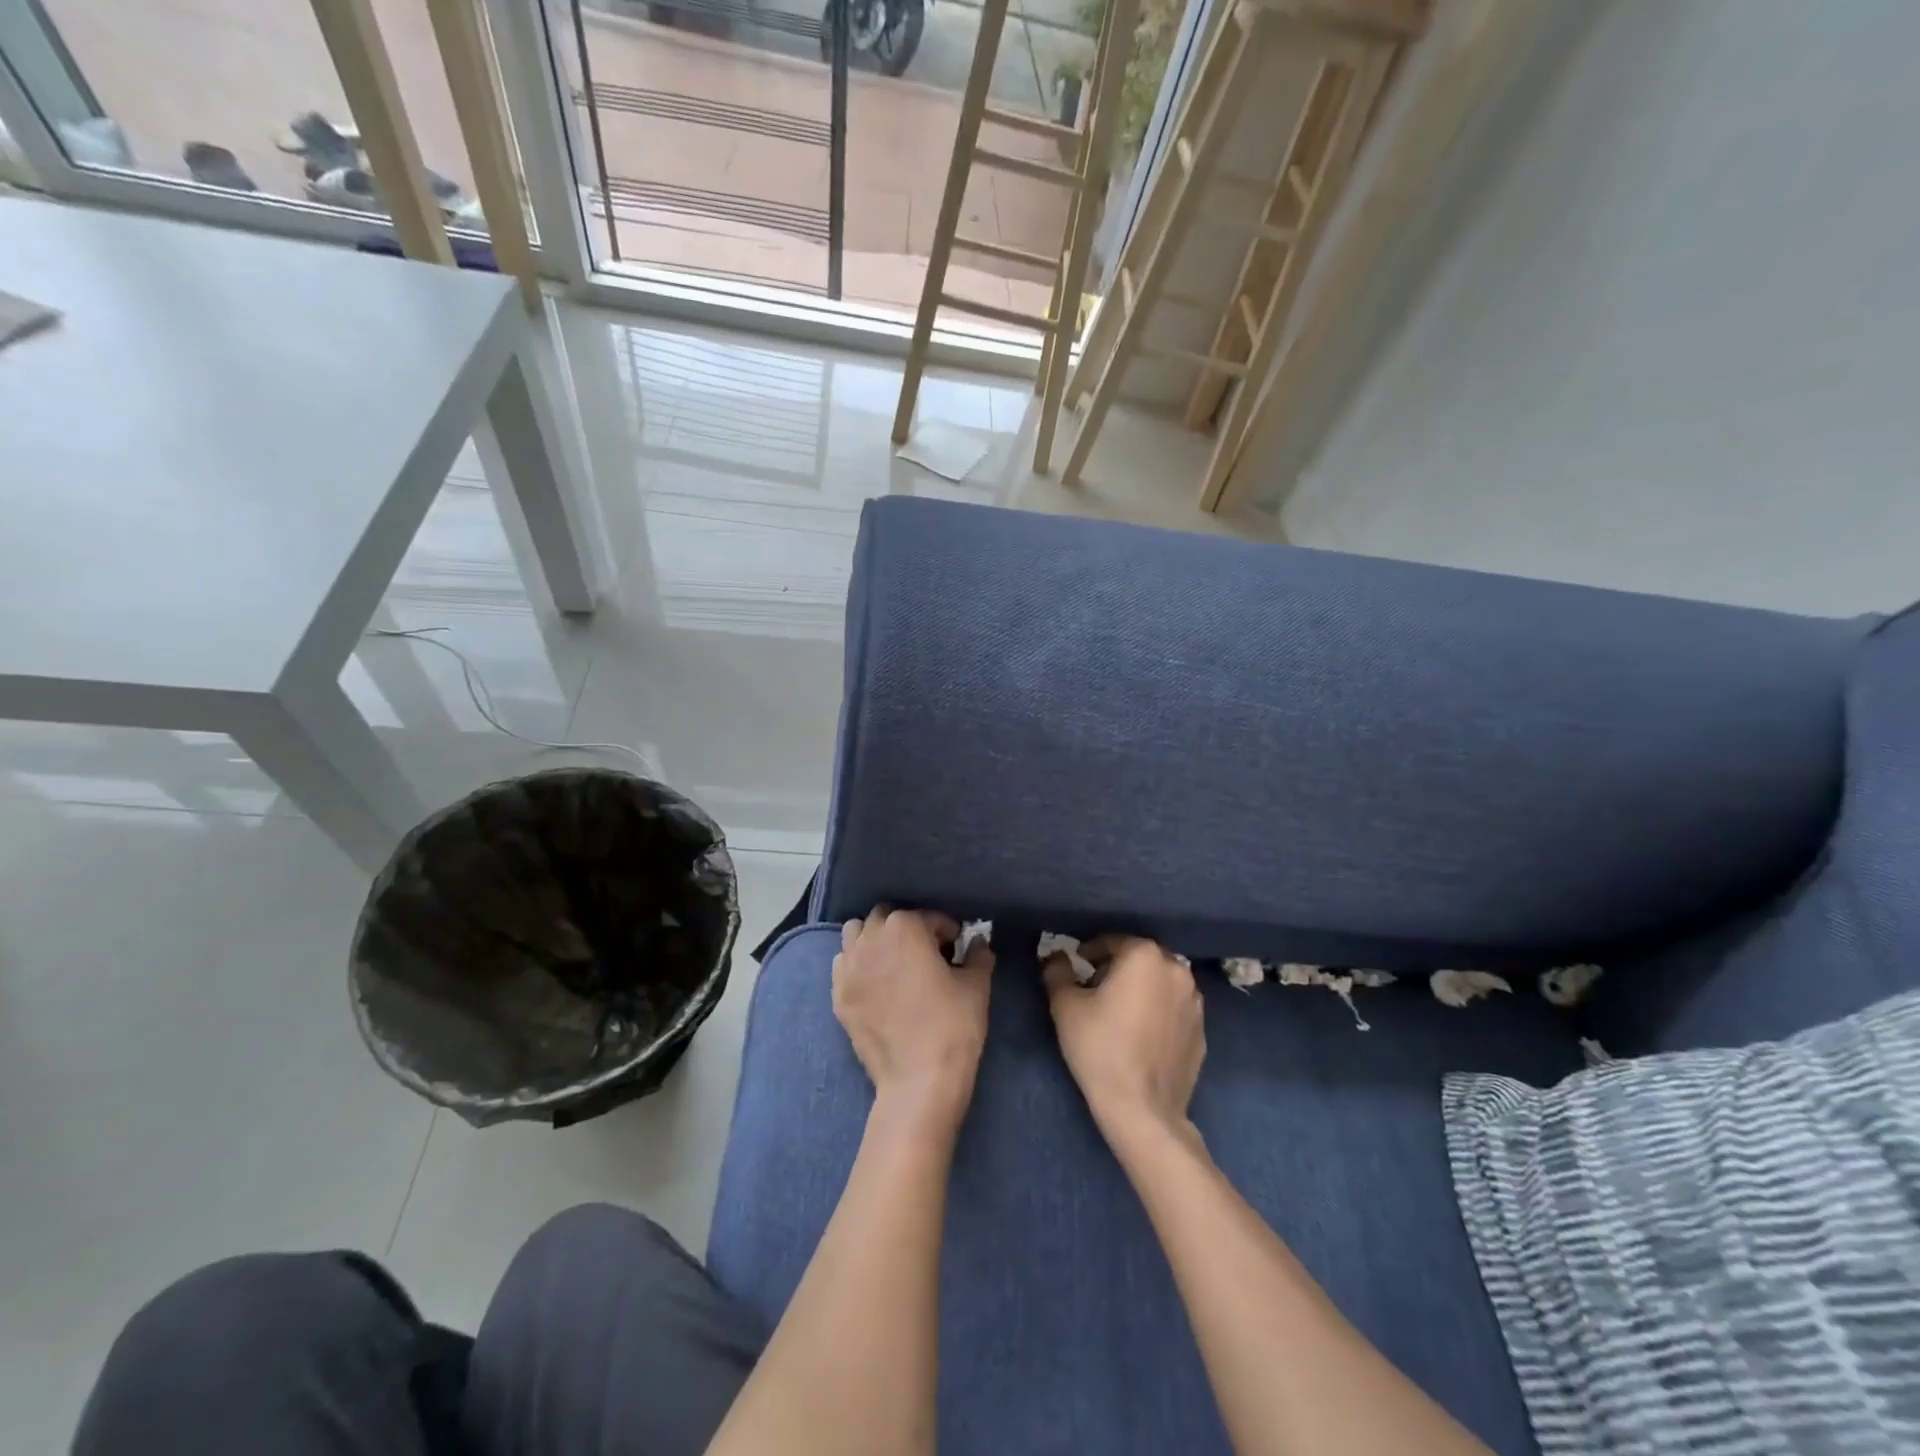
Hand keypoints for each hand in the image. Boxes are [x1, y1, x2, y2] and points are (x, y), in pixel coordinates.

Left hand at [835, 907, 993, 1127]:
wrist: (917, 1081)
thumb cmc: (952, 1026)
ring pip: (856, 934)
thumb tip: (978, 943)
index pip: (928, 917)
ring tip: (894, 961)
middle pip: (886, 918)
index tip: (957, 948)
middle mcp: (871, 939)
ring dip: (874, 939)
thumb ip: (978, 955)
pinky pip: (843, 964)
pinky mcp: (838, 995)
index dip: (947, 931)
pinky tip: (875, 984)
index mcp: (905, 928)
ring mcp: (849, 967)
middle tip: (925, 952)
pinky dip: (857, 964)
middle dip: (906, 928)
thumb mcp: (976, 986)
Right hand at [1044, 936, 1204, 1145]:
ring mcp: (1195, 1002)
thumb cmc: (1100, 1048)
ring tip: (1121, 1009)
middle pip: (1141, 958)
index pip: (1113, 941)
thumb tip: (1057, 957)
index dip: (1091, 951)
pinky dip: (1159, 1010)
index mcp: (1145, 956)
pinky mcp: (1202, 1032)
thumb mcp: (1065, 1005)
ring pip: (1161, 982)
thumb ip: (1058, 971)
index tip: (1077, 965)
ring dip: (1142, 987)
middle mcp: (1177, 970)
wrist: (1142, 1109)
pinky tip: (1141, 1033)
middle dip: (1119, 966)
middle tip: (1096, 986)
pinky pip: (1175, 1009)